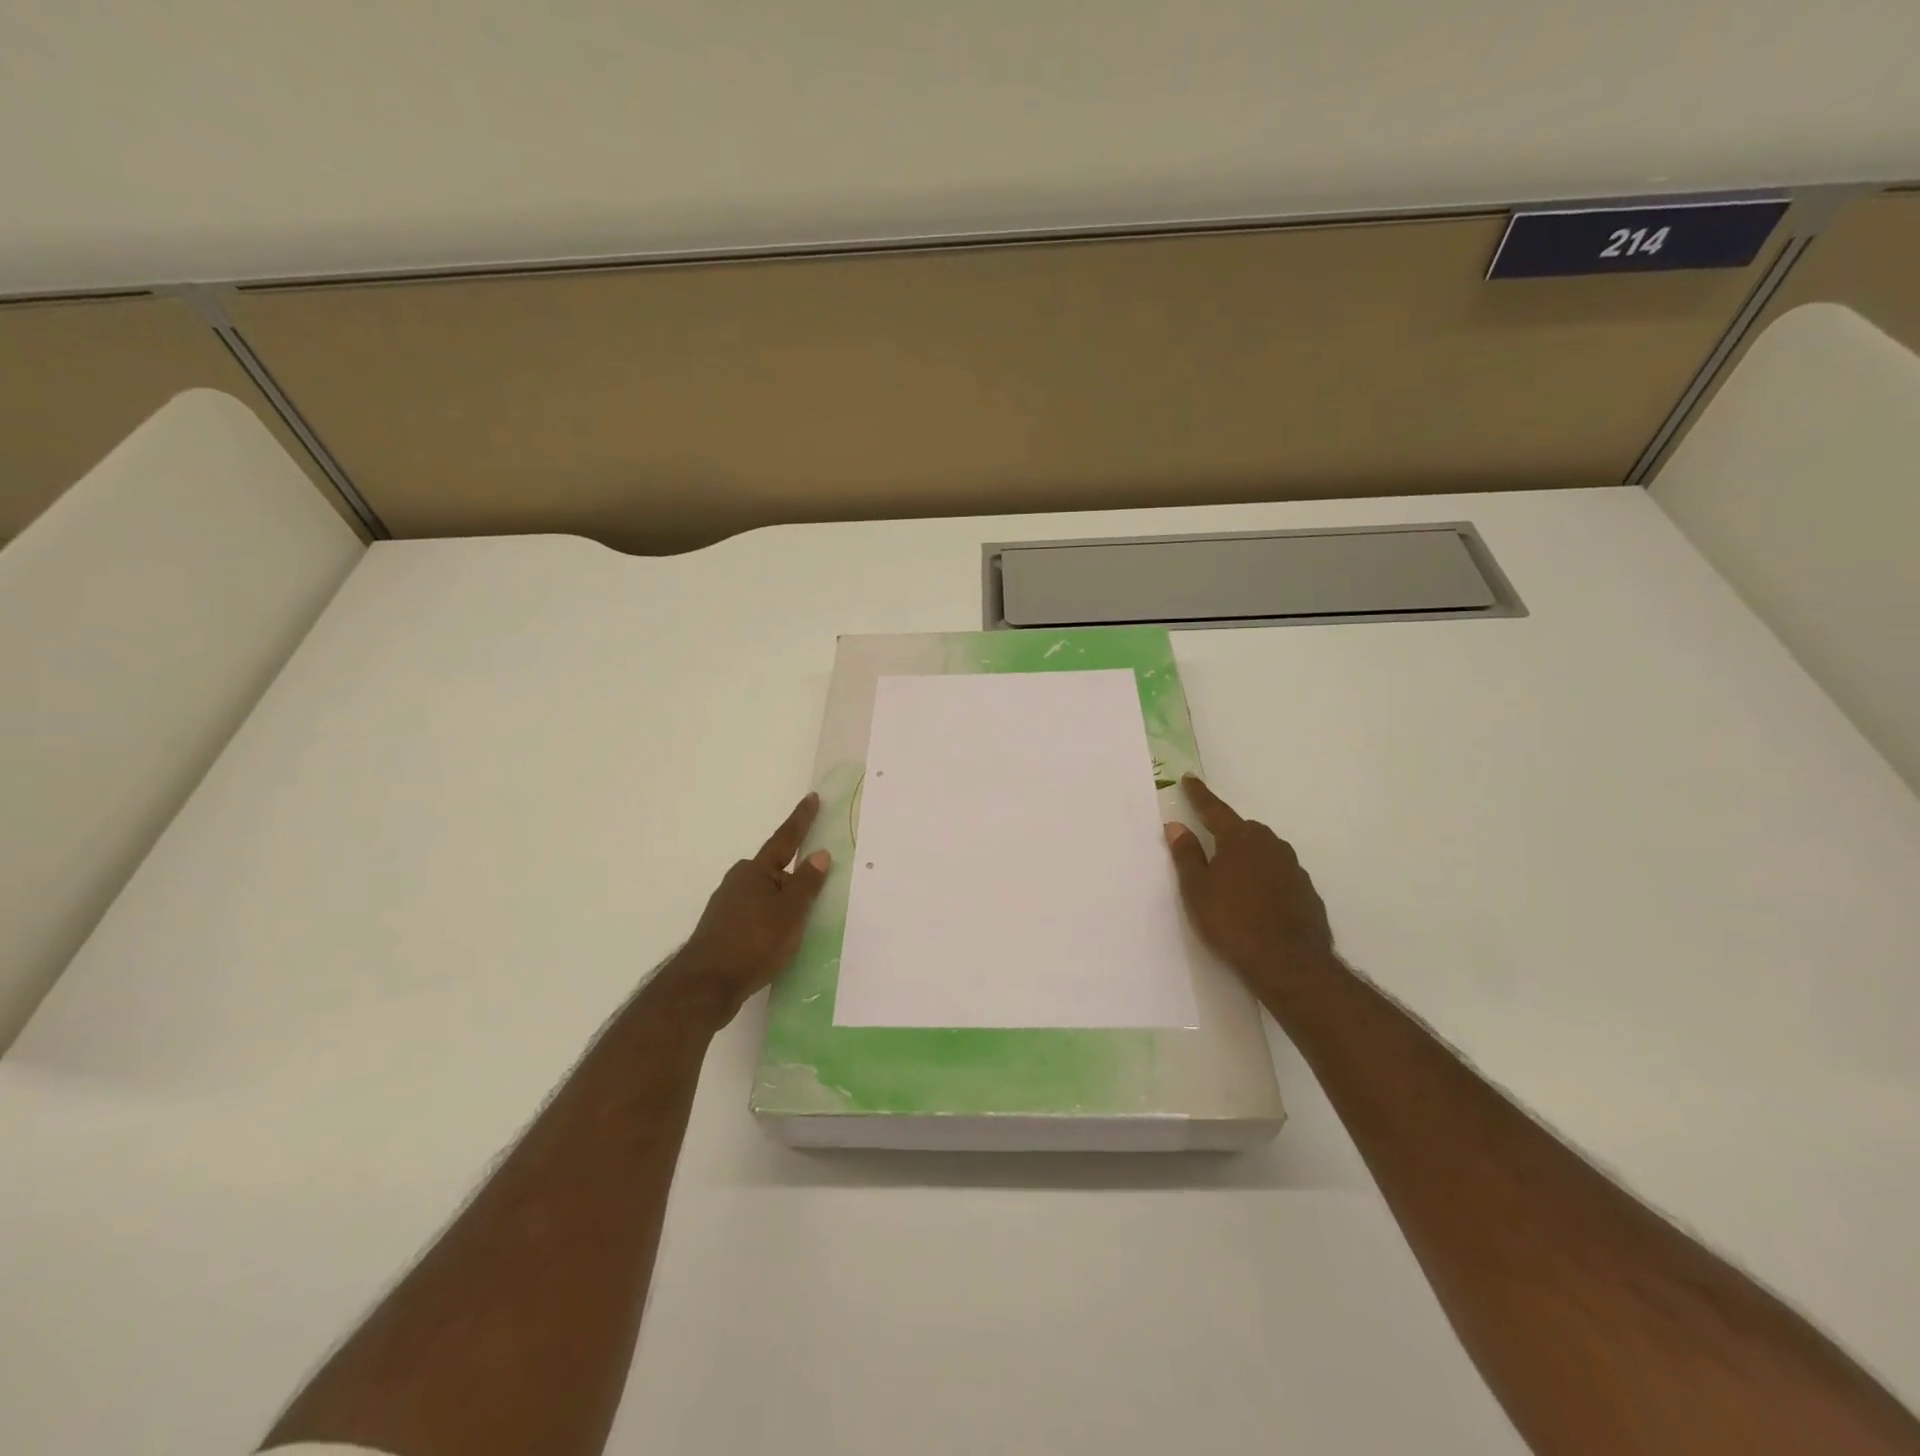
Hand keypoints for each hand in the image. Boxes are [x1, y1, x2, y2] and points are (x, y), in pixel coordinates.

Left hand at [662, 793, 830, 1027]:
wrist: (705, 986)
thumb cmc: (753, 943)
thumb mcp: (790, 913)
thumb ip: (807, 883)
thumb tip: (819, 853)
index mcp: (756, 871)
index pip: (785, 840)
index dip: (801, 820)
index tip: (812, 798)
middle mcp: (738, 882)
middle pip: (774, 872)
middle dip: (793, 877)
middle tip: (815, 888)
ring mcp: (727, 907)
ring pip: (765, 896)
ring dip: (782, 903)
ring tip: (801, 923)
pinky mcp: (723, 931)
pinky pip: (756, 916)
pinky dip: (771, 921)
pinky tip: (779, 941)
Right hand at [1163, 775, 1336, 1002]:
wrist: (1289, 963)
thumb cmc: (1232, 922)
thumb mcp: (1197, 890)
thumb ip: (1186, 855)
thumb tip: (1176, 826)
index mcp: (1239, 839)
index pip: (1214, 810)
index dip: (1199, 796)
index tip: (1189, 779)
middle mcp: (1269, 845)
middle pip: (1243, 829)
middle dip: (1226, 831)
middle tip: (1209, 841)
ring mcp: (1293, 868)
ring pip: (1264, 851)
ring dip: (1247, 855)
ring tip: (1232, 874)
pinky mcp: (1306, 892)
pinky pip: (1279, 874)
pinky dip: (1265, 877)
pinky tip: (1257, 899)